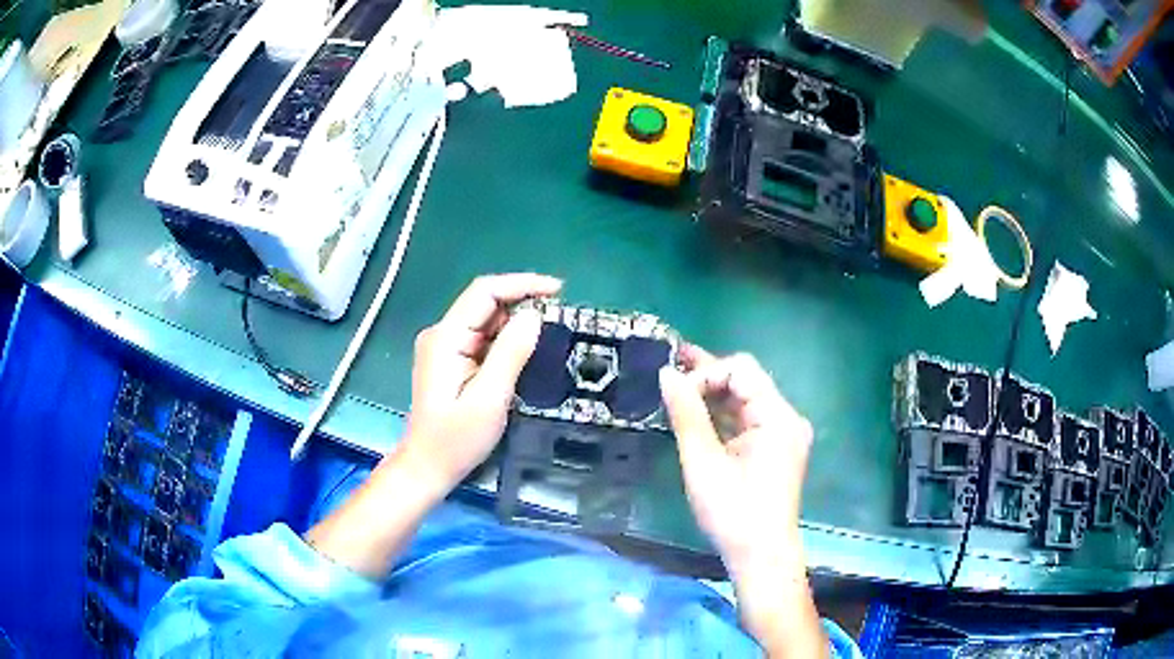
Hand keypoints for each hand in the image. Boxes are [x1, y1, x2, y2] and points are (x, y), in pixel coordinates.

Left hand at [401, 273, 561, 492]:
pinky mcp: (451, 360)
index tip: (558, 291)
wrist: (427, 467)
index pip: (484, 292)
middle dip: (523, 302)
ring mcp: (445, 347)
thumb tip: (534, 315)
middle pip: (485, 302)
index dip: (522, 284)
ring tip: (550, 332)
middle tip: (560, 315)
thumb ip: (510, 354)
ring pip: (486, 319)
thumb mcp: (489, 399)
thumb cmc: (455, 440)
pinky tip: (527, 349)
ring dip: (516, 322)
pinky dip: (507, 339)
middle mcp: (442, 334)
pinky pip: (483, 338)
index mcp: (446, 338)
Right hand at [660, 346, 812, 565]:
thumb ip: (686, 414)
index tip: (676, 394)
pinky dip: (723, 417)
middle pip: (746, 382)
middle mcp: (786, 419)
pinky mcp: (775, 450)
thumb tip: (667, 373)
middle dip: (708, 379)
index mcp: (777, 417)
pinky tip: (696, 416)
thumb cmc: (732, 513)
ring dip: (713, 397)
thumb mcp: (703, 463)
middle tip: (669, 372)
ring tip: (676, 390)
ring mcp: (783, 435)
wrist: (760, 557)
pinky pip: (748, 422)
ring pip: (745, 401)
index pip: (742, 370)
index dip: (706, 374)